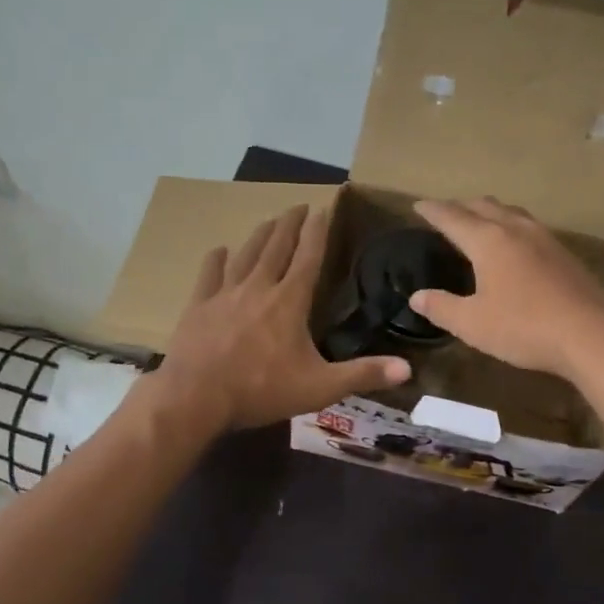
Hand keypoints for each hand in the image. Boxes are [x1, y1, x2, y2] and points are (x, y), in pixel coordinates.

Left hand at [148, 205, 411, 432]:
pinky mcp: (198, 306)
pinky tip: (219, 250)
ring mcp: (225, 294)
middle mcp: (259, 288)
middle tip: (298, 206)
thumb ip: (362, 374)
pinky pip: (209, 275)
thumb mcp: (319, 387)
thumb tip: (407, 369)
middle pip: (276, 247)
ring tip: (269, 220)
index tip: (323, 209)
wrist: (195, 397)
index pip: (308, 258)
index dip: (317, 232)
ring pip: (245, 254)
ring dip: (259, 235)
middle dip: (290, 225)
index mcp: (289, 301)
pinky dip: (216, 259)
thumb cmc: (261, 390)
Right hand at [409, 198, 603, 379]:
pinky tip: (516, 243)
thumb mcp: (473, 324)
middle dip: (460, 206)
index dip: (433, 210)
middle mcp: (515, 229)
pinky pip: (529, 226)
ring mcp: (544, 238)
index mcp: (488, 240)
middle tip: (445, 212)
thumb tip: (417, 297)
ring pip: (510, 212)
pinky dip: (511, 225)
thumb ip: (442, 307)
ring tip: (479, 220)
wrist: (592, 334)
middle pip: (483, 206)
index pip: (452, 217)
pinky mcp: (564, 253)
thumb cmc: (524, 327)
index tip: (418, 205)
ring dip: (490, 211)